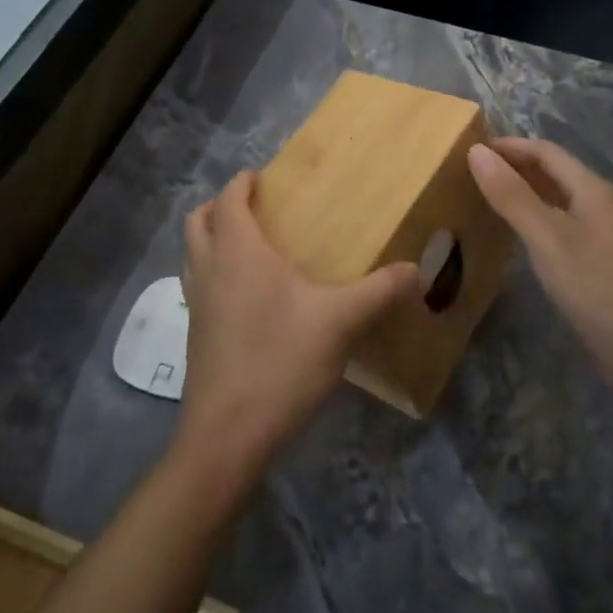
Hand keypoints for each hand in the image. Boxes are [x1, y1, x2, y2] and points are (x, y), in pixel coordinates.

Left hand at [177, 171, 419, 493]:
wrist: (228, 435)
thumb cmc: (281, 361)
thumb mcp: (341, 322)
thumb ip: (380, 291)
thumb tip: (418, 271)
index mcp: (238, 252)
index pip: (228, 199)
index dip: (241, 183)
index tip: (261, 177)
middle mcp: (209, 270)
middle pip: (199, 221)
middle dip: (221, 206)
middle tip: (256, 209)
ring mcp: (197, 304)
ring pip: (194, 255)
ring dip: (214, 240)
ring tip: (253, 249)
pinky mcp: (196, 336)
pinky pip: (200, 286)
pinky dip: (216, 274)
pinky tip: (251, 299)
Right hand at [468, 138, 612, 400]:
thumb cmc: (593, 284)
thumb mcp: (545, 236)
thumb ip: (511, 195)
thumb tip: (476, 152)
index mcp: (591, 189)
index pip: (546, 151)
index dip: (509, 146)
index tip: (471, 150)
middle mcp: (599, 203)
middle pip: (554, 171)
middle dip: (515, 165)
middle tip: (472, 173)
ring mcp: (601, 232)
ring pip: (557, 198)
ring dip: (524, 190)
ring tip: (487, 196)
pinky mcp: (598, 258)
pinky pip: (560, 222)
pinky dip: (534, 216)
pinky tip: (517, 233)